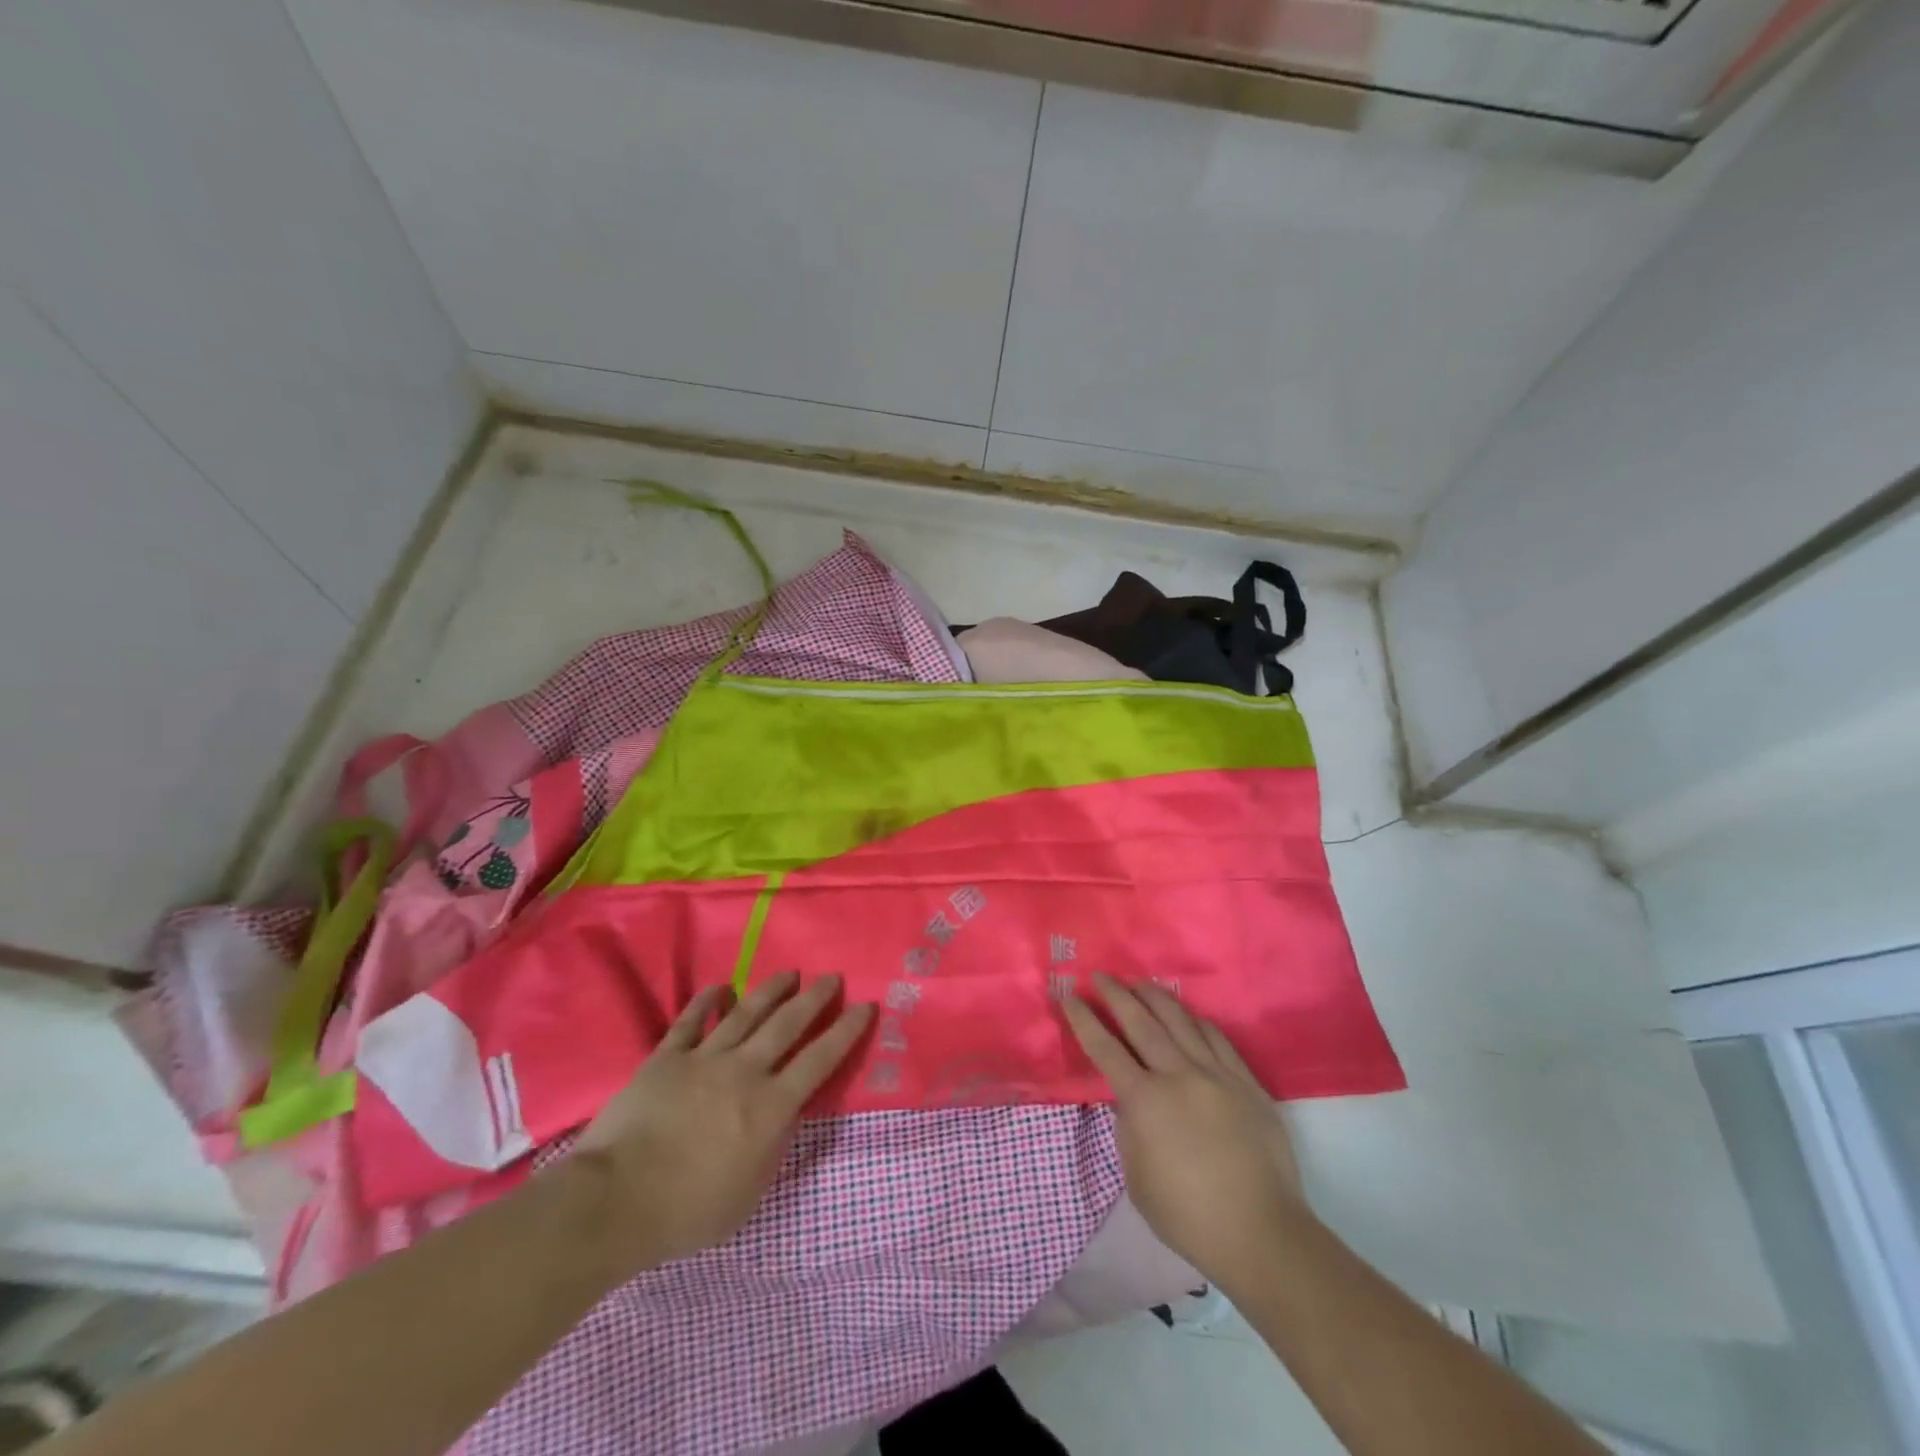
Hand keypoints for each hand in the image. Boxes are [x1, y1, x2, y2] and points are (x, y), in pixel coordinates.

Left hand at [572, 971, 873, 1276]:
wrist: (617, 1199)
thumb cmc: (688, 1210)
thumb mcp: (749, 1195)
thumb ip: (772, 1149)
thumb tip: (783, 1117)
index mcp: (771, 1106)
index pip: (819, 1060)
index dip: (846, 1031)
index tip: (865, 1006)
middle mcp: (744, 1071)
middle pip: (787, 1024)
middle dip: (814, 998)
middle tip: (832, 977)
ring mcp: (704, 1059)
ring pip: (745, 1014)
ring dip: (770, 990)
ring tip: (789, 973)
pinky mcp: (667, 1057)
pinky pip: (691, 1021)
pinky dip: (707, 1001)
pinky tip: (720, 988)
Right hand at [1062, 974, 1310, 1292]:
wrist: (1261, 1233)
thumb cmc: (1189, 1216)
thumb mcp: (1137, 1178)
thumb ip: (1129, 1130)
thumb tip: (1130, 1101)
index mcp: (1145, 1101)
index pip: (1105, 1048)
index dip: (1084, 1019)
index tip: (1070, 995)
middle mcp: (1178, 1075)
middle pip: (1141, 1022)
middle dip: (1116, 995)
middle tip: (1100, 975)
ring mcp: (1216, 1074)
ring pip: (1180, 1021)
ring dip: (1155, 997)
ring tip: (1140, 982)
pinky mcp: (1245, 1082)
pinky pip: (1216, 1038)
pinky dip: (1196, 1021)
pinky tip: (1187, 1015)